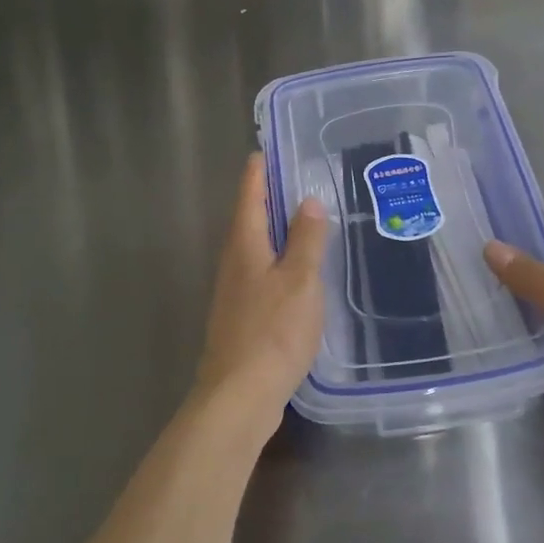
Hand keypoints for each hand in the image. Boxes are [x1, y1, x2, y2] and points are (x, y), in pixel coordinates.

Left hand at [193, 156, 330, 445]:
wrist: (239, 395)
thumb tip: (308, 200)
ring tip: (307, 219)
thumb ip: (306, 239)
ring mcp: (235, 290)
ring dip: (278, 230)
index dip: (261, 168)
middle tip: (301, 177)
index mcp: (245, 243)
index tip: (272, 147)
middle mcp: (234, 260)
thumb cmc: (272, 331)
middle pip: (250, 217)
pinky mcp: (243, 315)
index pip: (250, 192)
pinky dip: (280, 260)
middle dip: (271, 195)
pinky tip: (300, 271)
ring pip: (257, 246)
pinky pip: (263, 273)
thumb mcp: (299, 280)